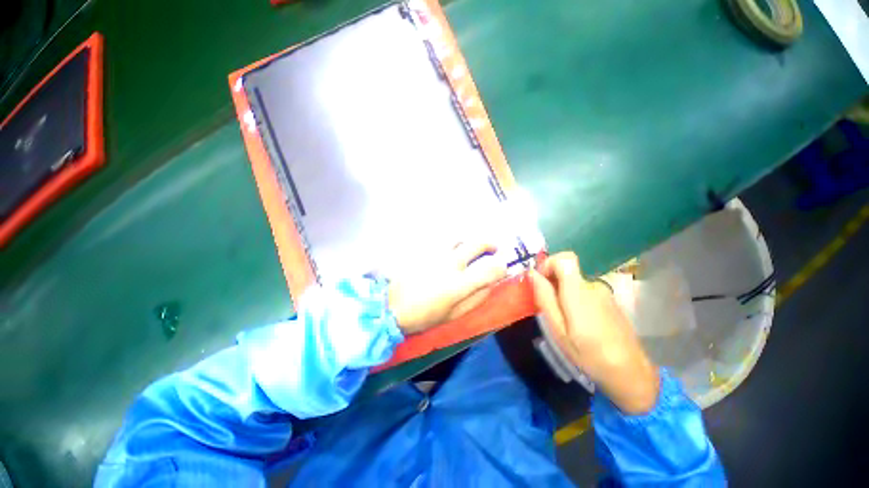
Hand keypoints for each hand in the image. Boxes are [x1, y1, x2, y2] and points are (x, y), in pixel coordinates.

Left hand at [388, 241, 506, 334]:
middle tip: (493, 249)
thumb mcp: (454, 315)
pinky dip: (451, 242)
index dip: (501, 267)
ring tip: (469, 248)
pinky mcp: (423, 248)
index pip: (491, 268)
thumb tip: (491, 285)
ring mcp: (435, 252)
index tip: (501, 269)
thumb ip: (476, 299)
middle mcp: (450, 262)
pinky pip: (442, 239)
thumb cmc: (423, 315)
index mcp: (460, 283)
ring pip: (459, 237)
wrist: (390, 305)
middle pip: (477, 243)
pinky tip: (449, 249)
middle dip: (490, 244)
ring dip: (469, 241)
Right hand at [529, 252, 659, 413]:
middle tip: (550, 312)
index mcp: (579, 292)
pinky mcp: (610, 301)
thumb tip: (532, 273)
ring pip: (575, 283)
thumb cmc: (589, 354)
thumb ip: (545, 298)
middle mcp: (593, 286)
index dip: (549, 264)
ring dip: (564, 296)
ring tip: (566, 323)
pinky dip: (576, 301)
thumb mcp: (558, 330)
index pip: (565, 258)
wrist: (630, 373)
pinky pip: (585, 292)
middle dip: (553, 285)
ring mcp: (605, 293)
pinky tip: (581, 325)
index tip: (541, 282)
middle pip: (567, 272)